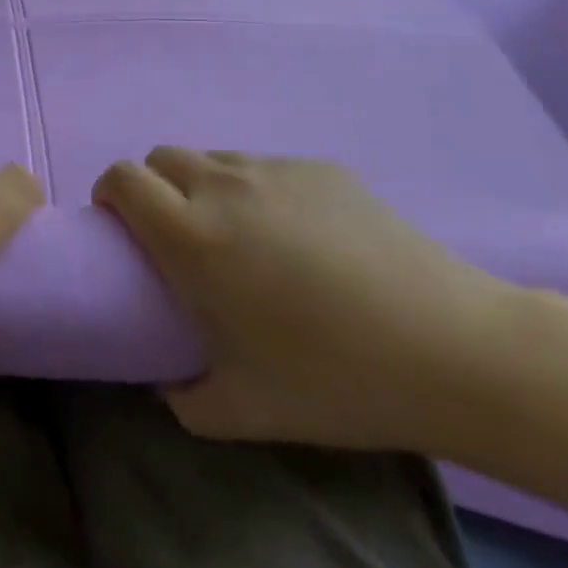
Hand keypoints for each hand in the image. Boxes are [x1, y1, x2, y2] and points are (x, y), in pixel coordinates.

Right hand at [94, 148, 521, 450]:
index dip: (111, 195)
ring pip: (214, 159)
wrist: (456, 349)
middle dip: (154, 188)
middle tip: (180, 239)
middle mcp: (224, 186)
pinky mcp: (323, 169)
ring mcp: (277, 171)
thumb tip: (164, 381)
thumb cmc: (336, 379)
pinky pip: (267, 169)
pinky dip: (259, 192)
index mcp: (192, 234)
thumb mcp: (243, 410)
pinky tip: (304, 240)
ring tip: (243, 239)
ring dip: (205, 187)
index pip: (122, 178)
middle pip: (161, 157)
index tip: (124, 232)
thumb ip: (182, 398)